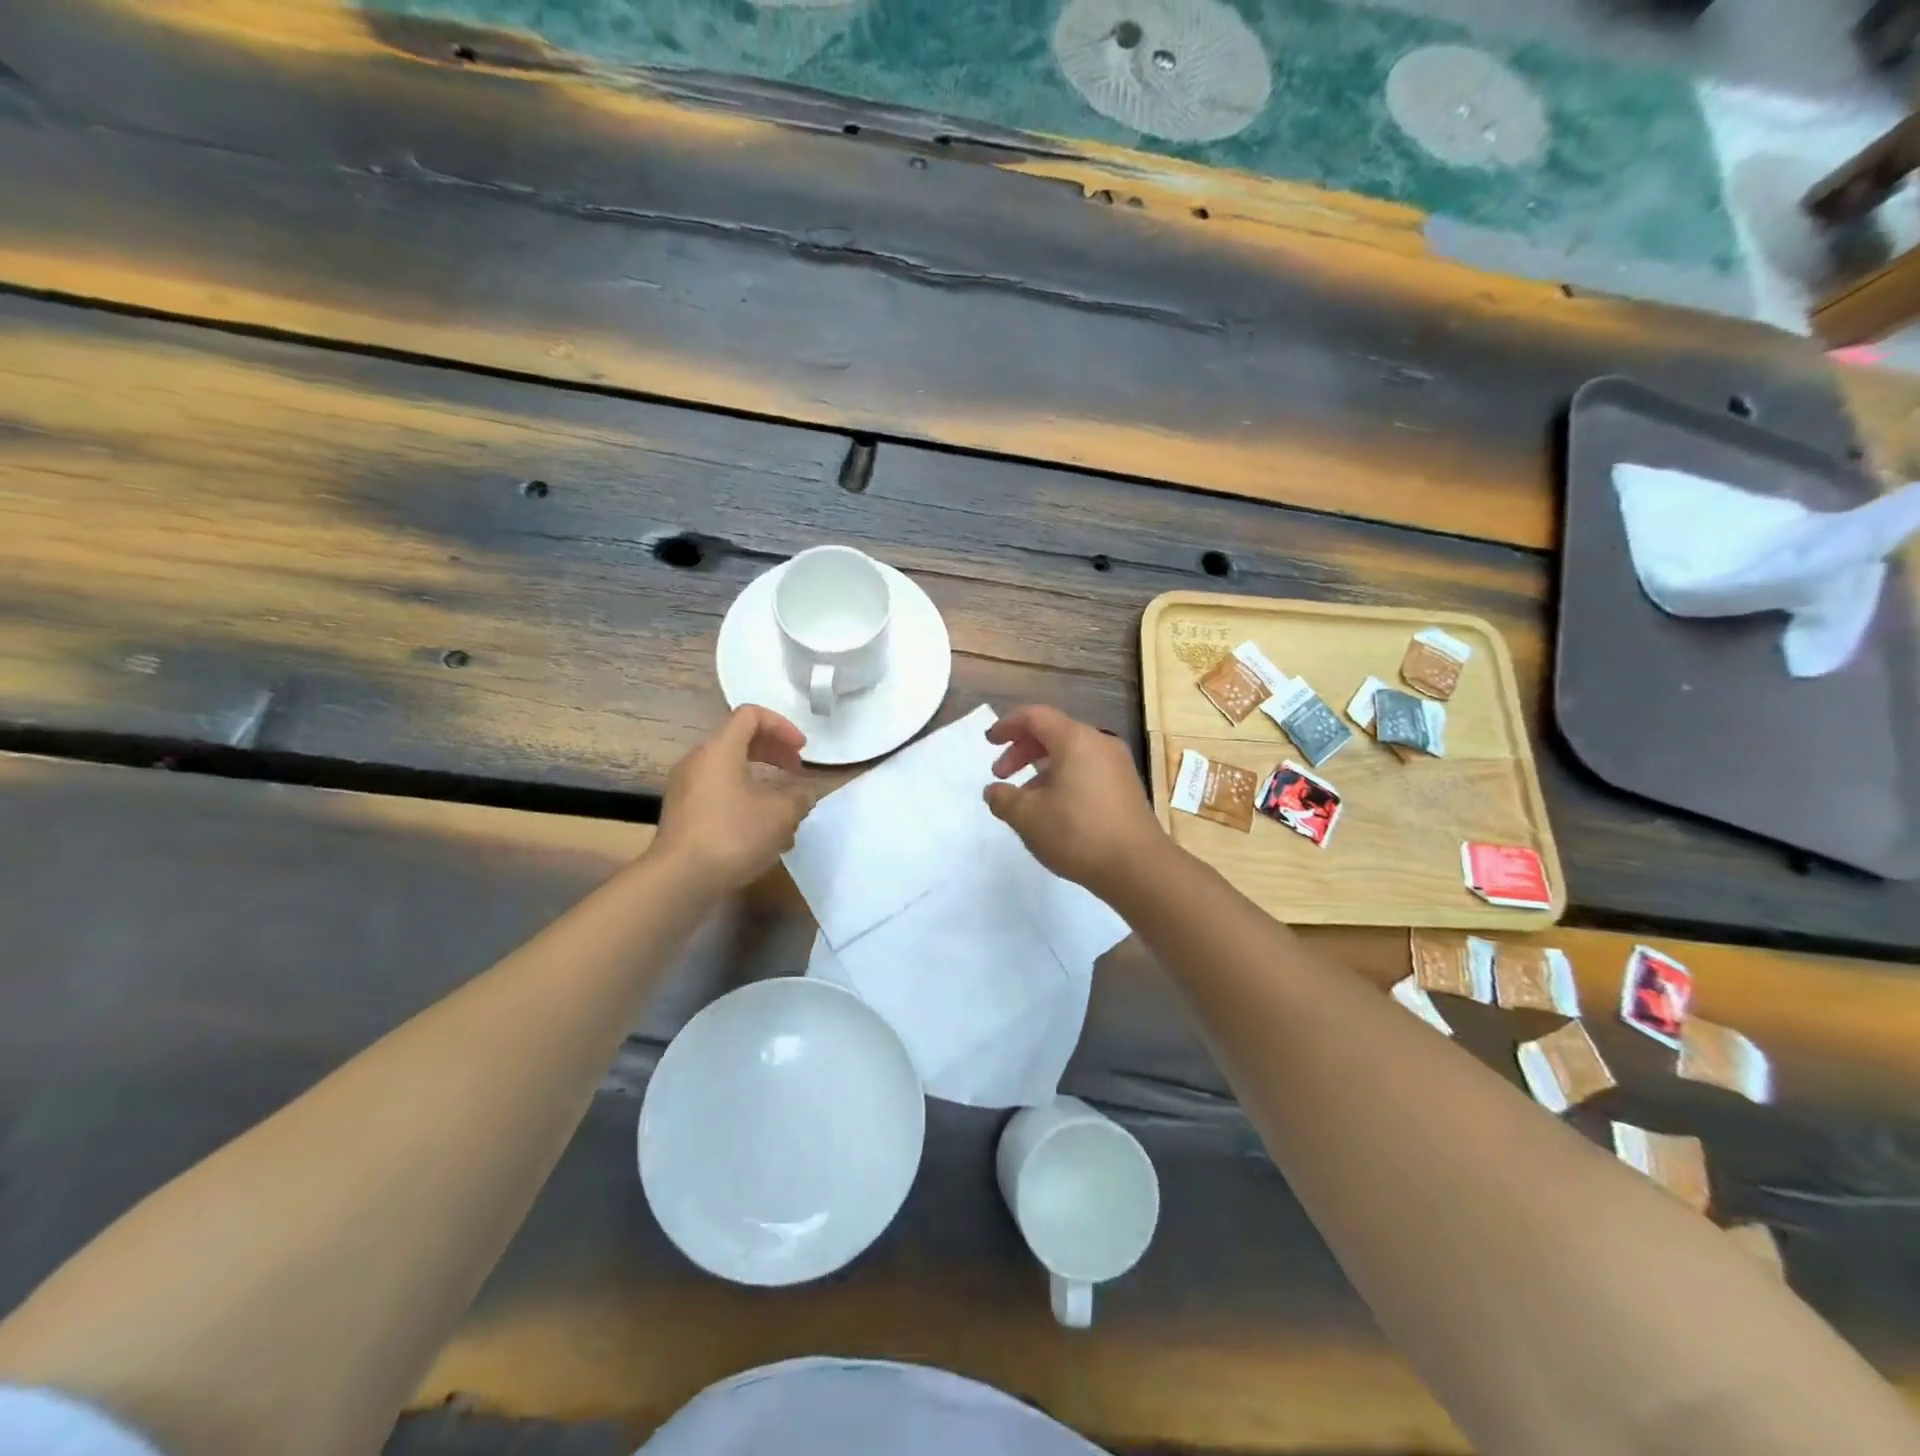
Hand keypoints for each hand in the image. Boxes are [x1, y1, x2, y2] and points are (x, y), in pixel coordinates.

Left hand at [653, 707, 815, 893]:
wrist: (680, 879)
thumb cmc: (733, 835)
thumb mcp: (781, 815)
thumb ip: (799, 797)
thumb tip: (804, 794)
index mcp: (720, 749)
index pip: (751, 715)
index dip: (782, 726)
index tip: (802, 751)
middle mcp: (698, 761)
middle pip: (739, 740)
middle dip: (773, 752)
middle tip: (796, 771)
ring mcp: (685, 788)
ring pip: (729, 770)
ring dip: (761, 780)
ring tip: (783, 807)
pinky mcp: (682, 813)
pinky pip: (718, 792)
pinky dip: (743, 799)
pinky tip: (761, 830)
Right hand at [983, 705, 1166, 899]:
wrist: (1139, 866)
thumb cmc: (1078, 833)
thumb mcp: (1028, 817)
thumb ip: (1004, 799)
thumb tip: (994, 791)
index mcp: (1075, 740)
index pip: (1035, 716)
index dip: (1008, 725)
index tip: (990, 741)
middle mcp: (1099, 743)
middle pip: (1053, 732)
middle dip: (1022, 749)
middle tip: (1001, 774)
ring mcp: (1117, 764)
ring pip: (1070, 752)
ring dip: (1041, 767)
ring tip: (1024, 796)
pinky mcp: (1125, 786)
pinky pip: (1086, 768)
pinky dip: (1063, 777)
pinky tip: (1053, 807)